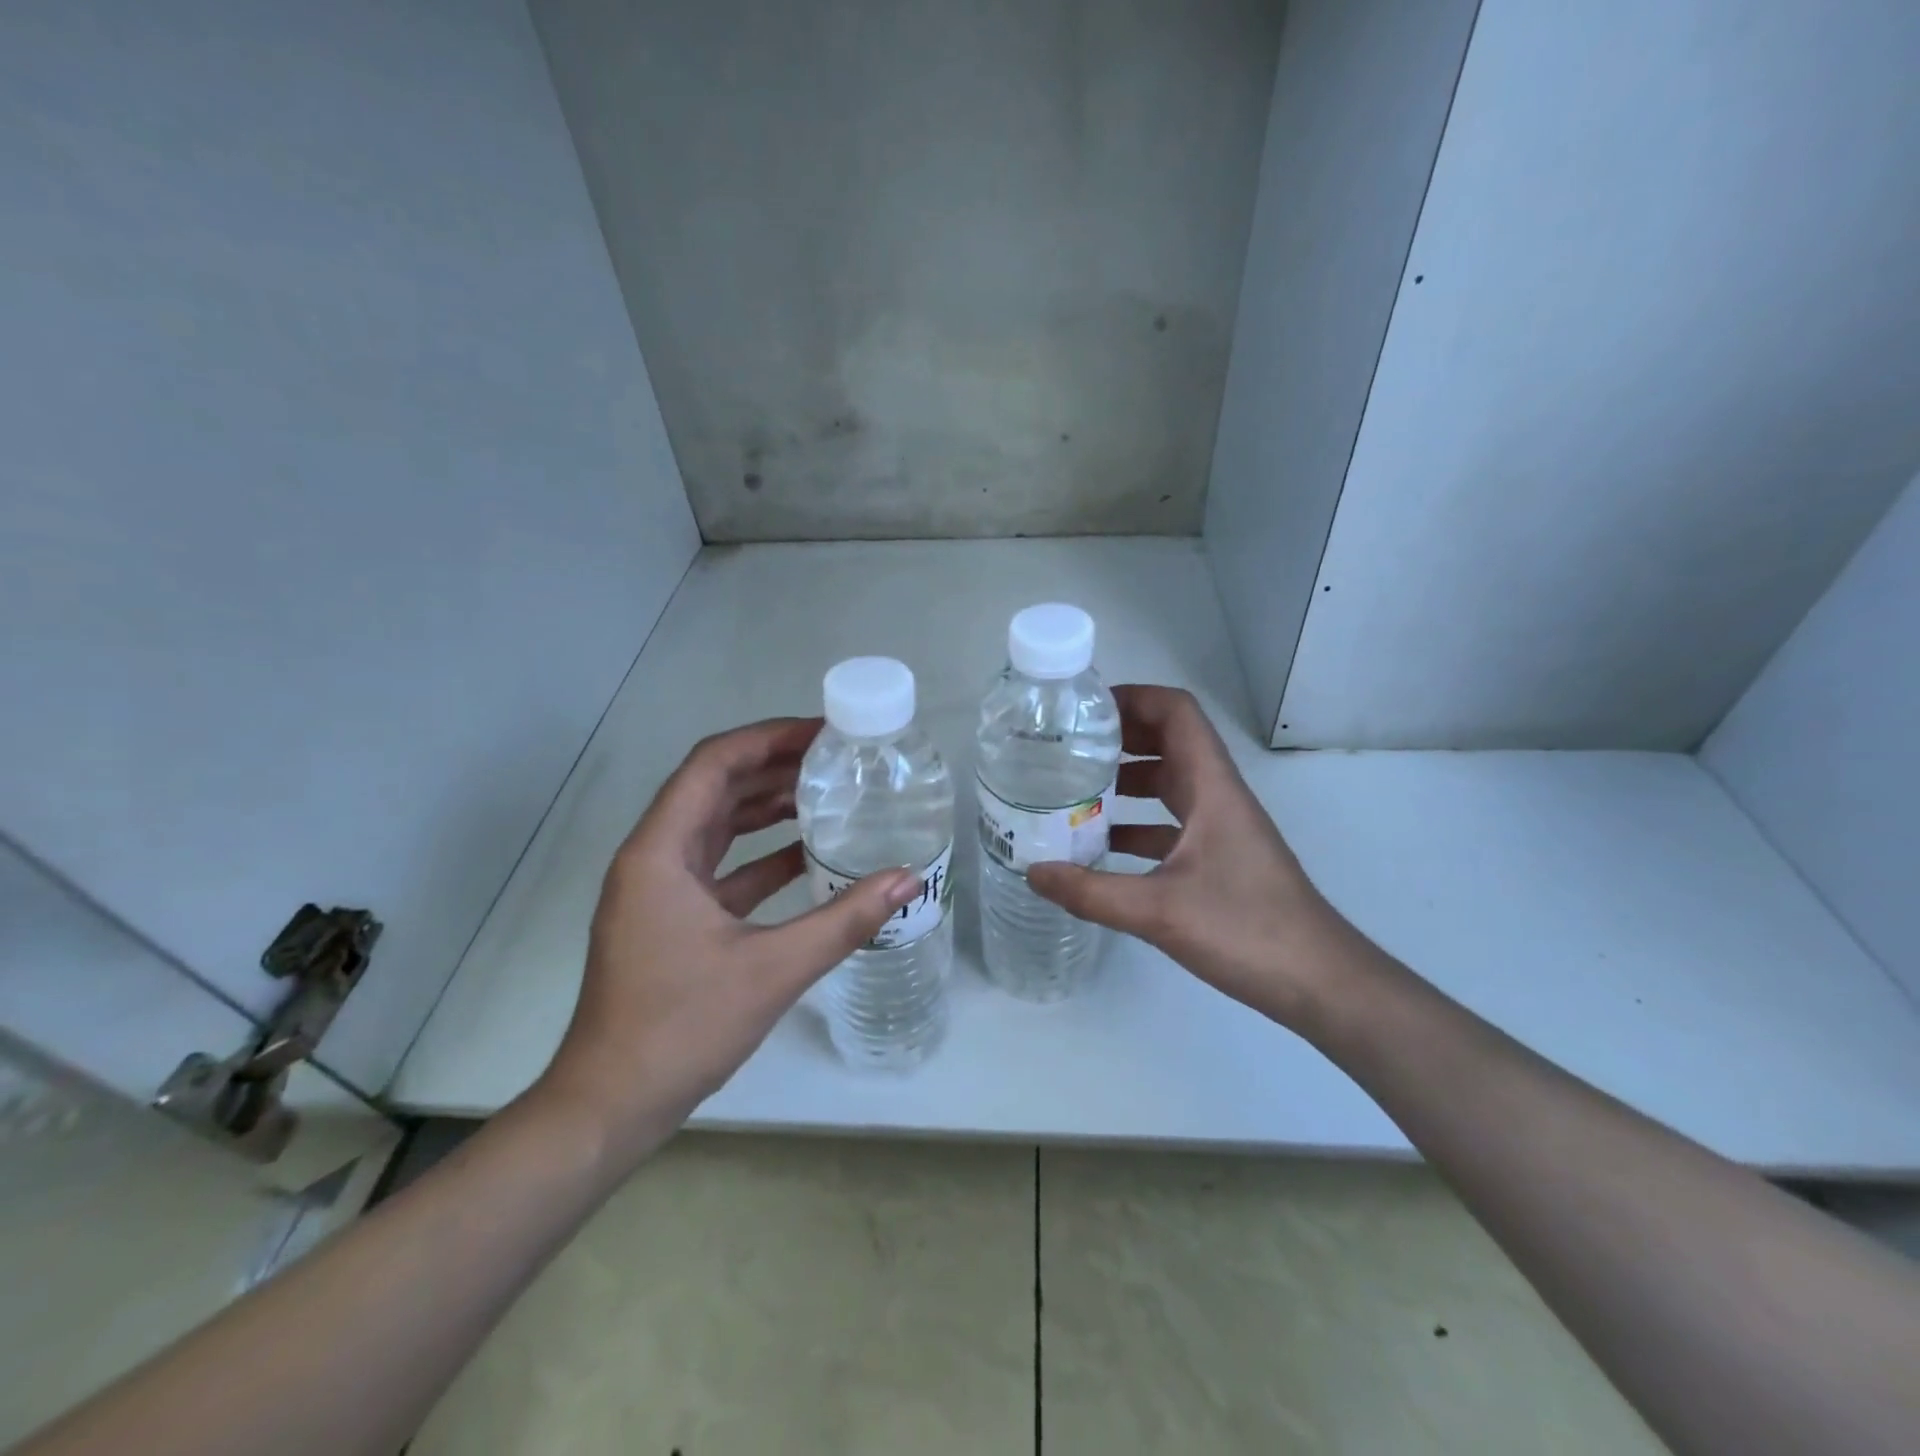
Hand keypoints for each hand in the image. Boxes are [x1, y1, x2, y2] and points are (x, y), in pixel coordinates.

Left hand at [534, 718, 920, 1163]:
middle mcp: (653, 858)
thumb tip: (909, 880)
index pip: (713, 765)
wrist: (611, 1105)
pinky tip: (805, 855)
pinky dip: (759, 854)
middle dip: (773, 766)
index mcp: (661, 852)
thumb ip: (844, 920)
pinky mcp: (671, 918)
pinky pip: (719, 866)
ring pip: (716, 826)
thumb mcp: (772, 970)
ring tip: (825, 793)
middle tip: (834, 758)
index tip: (821, 733)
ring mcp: (659, 890)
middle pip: (714, 788)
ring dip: (765, 807)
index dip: (767, 738)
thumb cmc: (681, 1028)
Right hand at [1026, 685, 1355, 1030]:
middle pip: (1169, 742)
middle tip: (1066, 747)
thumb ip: (1092, 892)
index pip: (1177, 712)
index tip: (1084, 710)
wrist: (1318, 981)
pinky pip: (1170, 824)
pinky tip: (1100, 848)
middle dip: (1119, 737)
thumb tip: (1033, 872)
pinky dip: (1135, 825)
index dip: (1134, 698)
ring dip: (1125, 780)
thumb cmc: (1246, 929)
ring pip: (1169, 784)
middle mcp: (1216, 797)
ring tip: (1073, 790)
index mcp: (1211, 787)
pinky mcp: (1218, 859)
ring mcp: (1220, 829)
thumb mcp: (1159, 911)